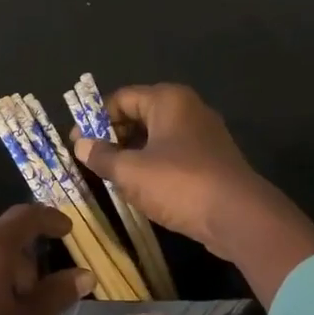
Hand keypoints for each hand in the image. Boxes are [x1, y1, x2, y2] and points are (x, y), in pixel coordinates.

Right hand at [72, 83, 313, 304]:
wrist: (238, 216)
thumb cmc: (179, 184)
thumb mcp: (130, 171)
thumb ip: (102, 156)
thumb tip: (80, 145)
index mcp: (168, 100)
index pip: (121, 98)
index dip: (94, 119)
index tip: (75, 143)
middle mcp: (188, 109)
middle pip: (139, 115)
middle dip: (112, 136)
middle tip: (89, 160)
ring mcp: (203, 136)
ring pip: (155, 138)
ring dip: (130, 154)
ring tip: (108, 176)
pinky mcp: (210, 161)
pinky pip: (171, 155)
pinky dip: (151, 166)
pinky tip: (137, 188)